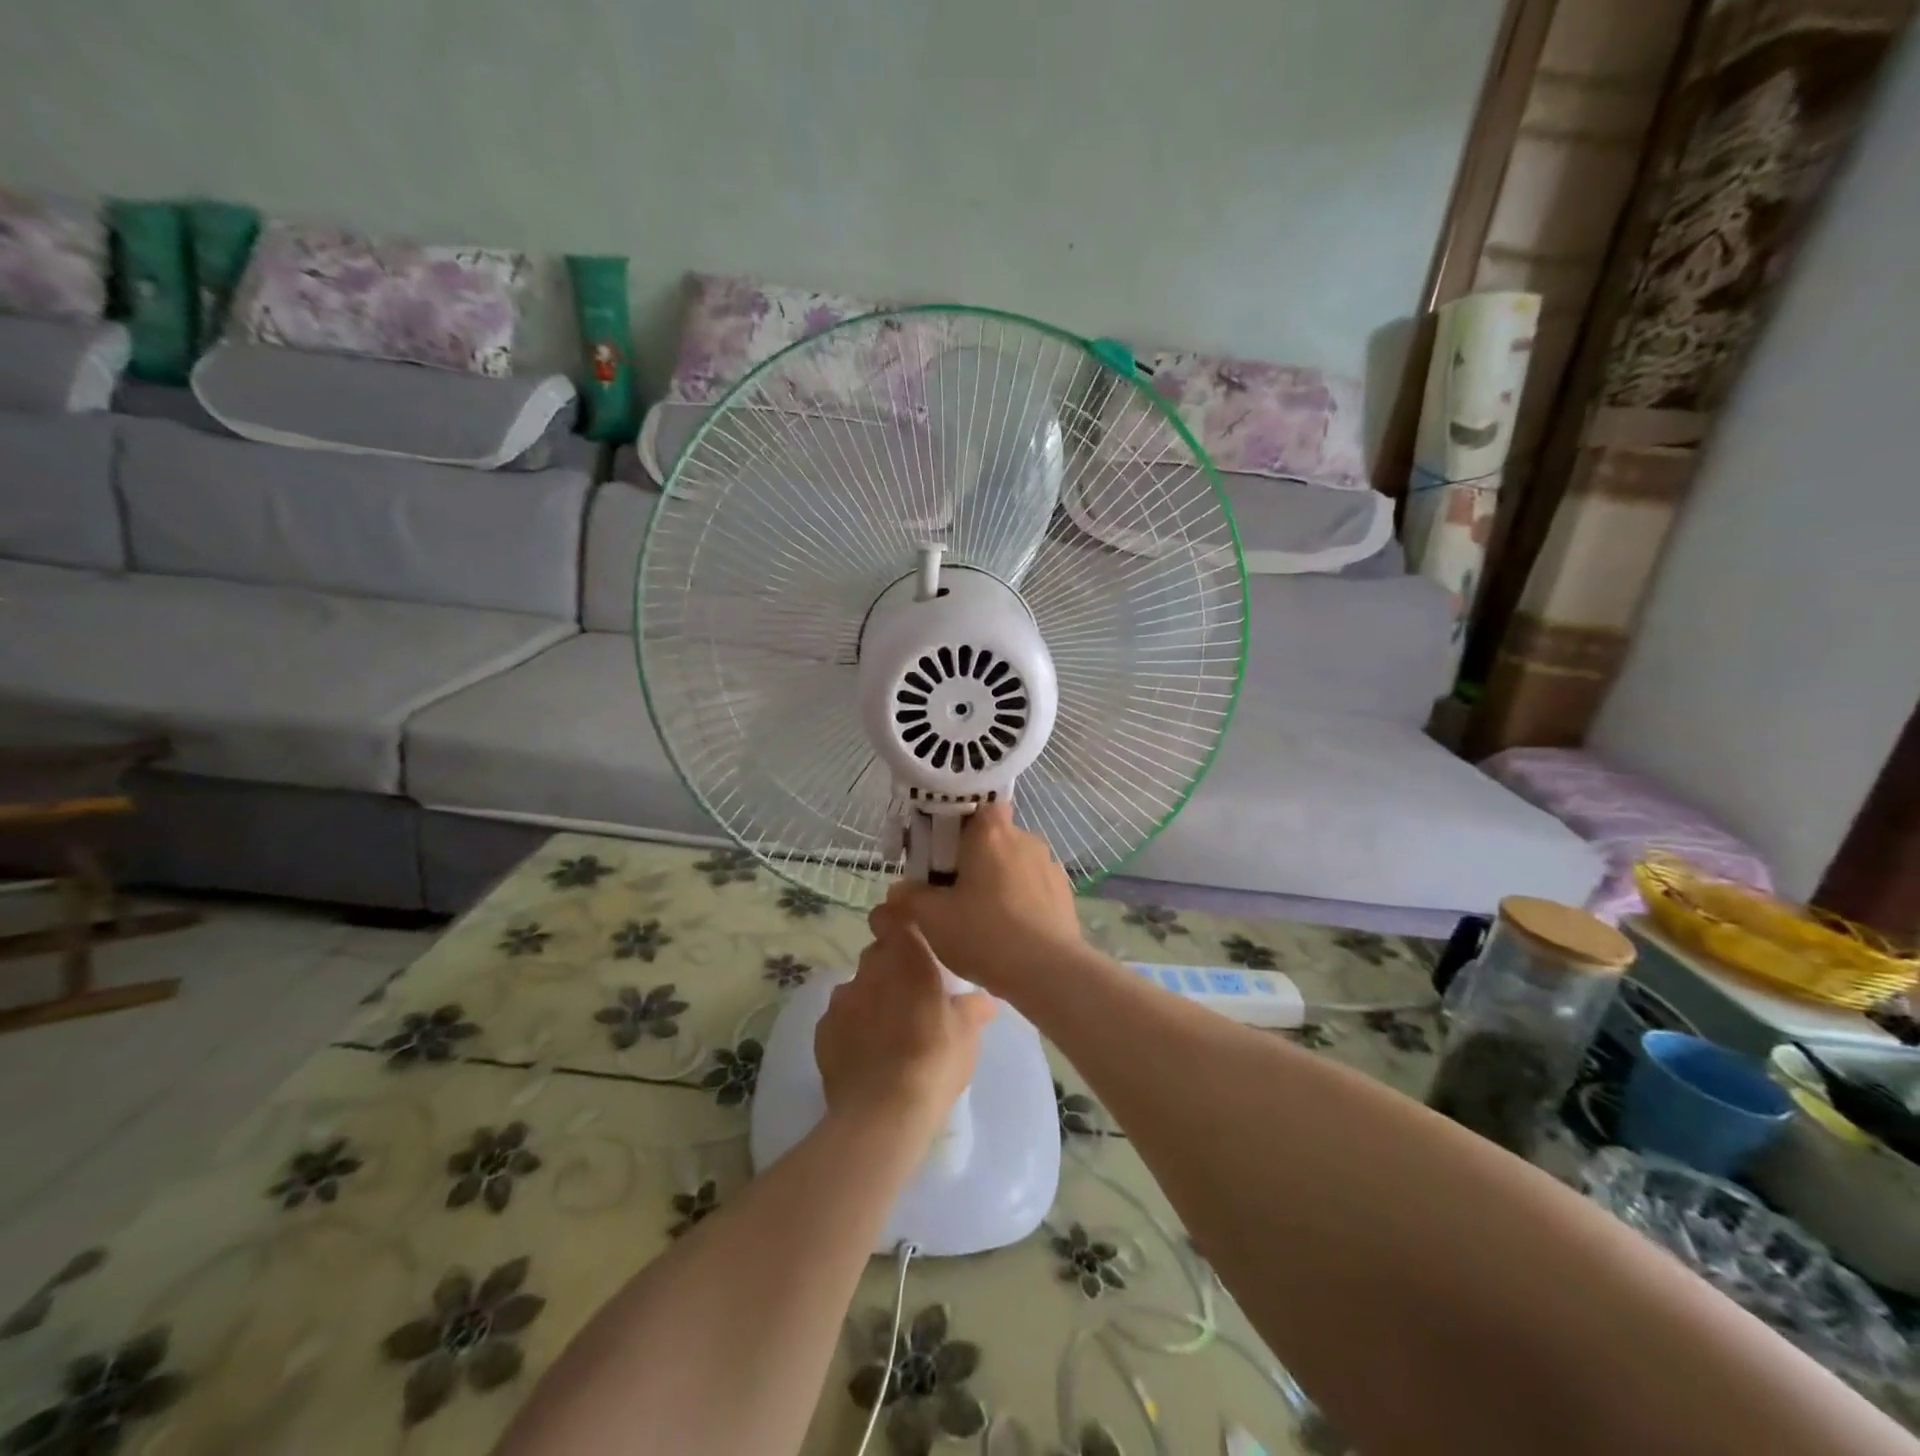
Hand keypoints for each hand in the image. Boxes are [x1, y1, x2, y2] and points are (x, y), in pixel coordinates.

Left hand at [815, 923, 995, 1135]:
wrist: (883, 1112)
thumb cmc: (935, 1059)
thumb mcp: (967, 1034)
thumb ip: (972, 1008)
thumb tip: (982, 999)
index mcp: (906, 956)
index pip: (891, 916)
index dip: (897, 923)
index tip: (911, 940)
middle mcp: (869, 968)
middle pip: (877, 955)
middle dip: (891, 969)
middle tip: (912, 997)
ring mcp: (841, 999)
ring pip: (858, 987)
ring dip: (871, 999)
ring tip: (888, 1031)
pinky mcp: (822, 1031)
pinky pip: (840, 1019)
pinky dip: (852, 1029)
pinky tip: (867, 1054)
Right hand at [870, 802, 1083, 996]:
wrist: (1048, 972)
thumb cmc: (984, 934)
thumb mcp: (931, 918)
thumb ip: (909, 897)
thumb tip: (900, 889)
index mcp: (991, 832)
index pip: (978, 806)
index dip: (960, 824)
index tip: (944, 851)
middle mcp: (1025, 839)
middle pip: (995, 837)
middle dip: (976, 857)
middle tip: (955, 890)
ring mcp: (1049, 865)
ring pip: (1016, 863)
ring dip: (1000, 879)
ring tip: (984, 916)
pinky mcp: (1065, 892)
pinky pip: (1035, 886)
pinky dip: (1021, 899)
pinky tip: (1011, 930)